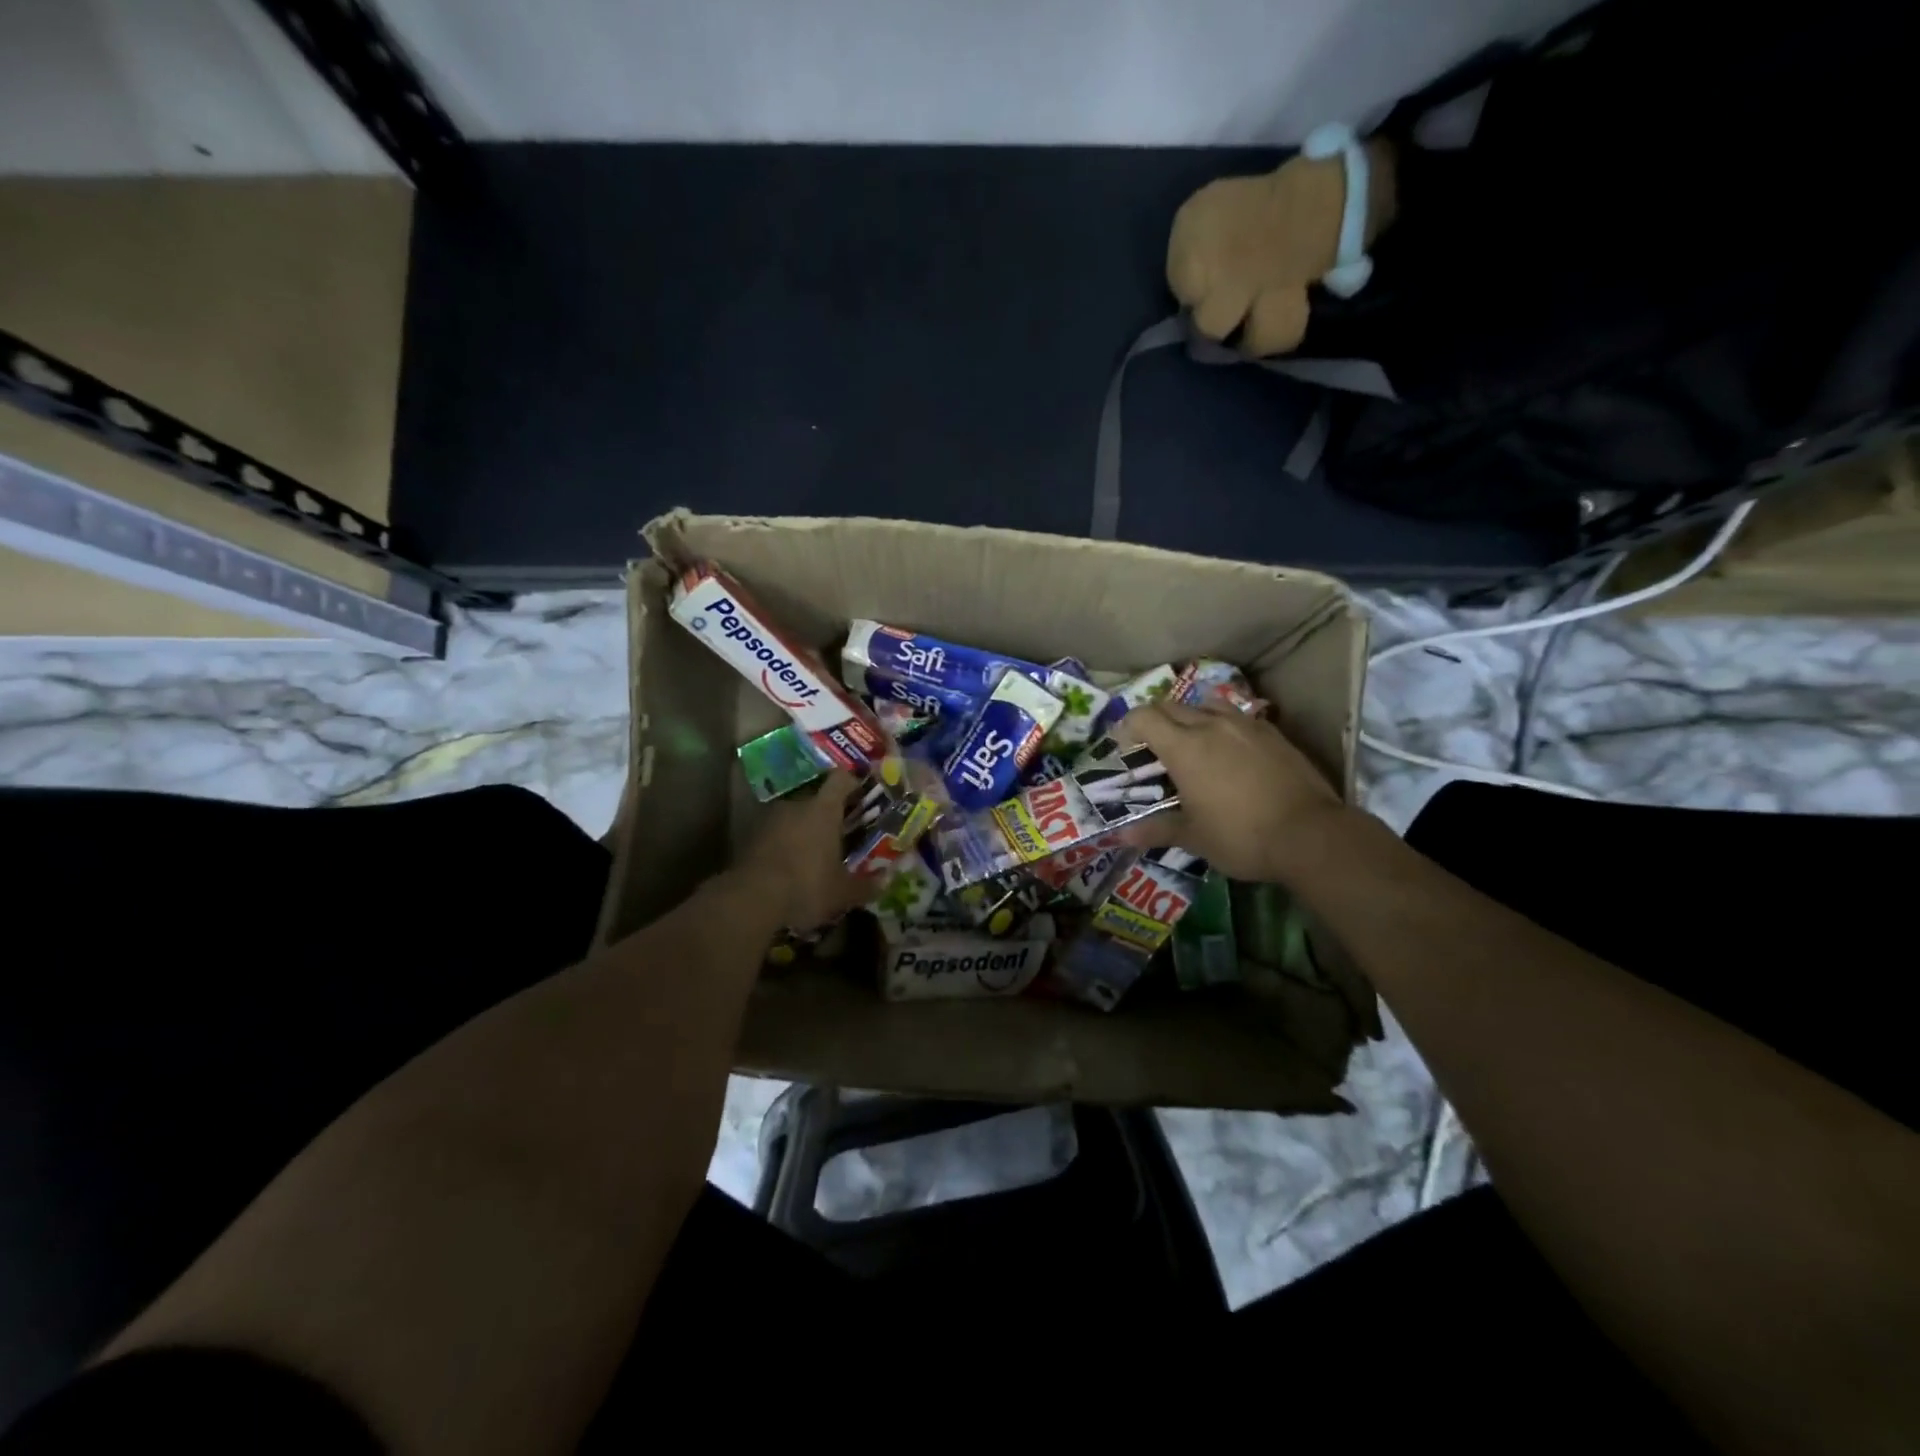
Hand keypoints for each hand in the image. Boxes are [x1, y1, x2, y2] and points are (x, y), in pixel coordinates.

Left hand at [735, 771, 874, 928]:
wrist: (751, 898)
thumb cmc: (807, 885)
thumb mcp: (842, 892)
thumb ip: (866, 886)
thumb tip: (886, 881)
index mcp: (824, 809)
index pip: (841, 779)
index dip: (852, 782)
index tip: (861, 793)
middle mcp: (797, 805)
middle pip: (816, 798)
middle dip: (827, 813)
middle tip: (839, 832)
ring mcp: (769, 819)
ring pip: (793, 816)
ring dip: (803, 829)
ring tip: (812, 853)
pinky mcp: (749, 837)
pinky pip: (774, 833)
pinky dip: (783, 844)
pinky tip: (789, 867)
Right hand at [1118, 700, 1346, 881]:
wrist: (1310, 834)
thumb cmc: (1241, 836)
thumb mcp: (1194, 838)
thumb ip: (1157, 830)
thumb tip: (1122, 835)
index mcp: (1184, 747)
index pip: (1144, 717)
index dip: (1127, 725)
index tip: (1123, 744)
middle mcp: (1211, 725)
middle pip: (1172, 706)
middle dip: (1155, 720)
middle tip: (1152, 745)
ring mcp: (1246, 725)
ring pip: (1207, 704)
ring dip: (1191, 716)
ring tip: (1191, 740)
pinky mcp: (1273, 733)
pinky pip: (1238, 716)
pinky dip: (1223, 725)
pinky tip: (1230, 749)